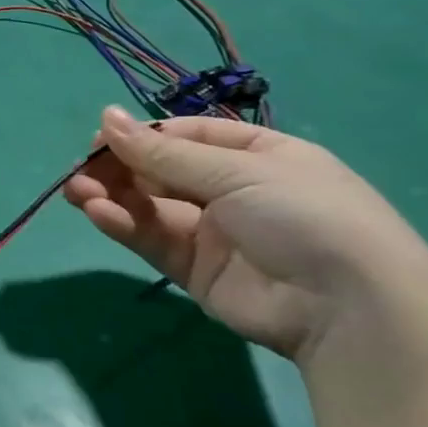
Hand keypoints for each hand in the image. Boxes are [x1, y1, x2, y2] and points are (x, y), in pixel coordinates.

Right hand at [66, 106, 427, 362]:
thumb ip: (163, 152)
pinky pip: (152, 238)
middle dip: (119, 166)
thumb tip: (106, 116)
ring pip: (149, 205)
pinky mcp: (194, 270)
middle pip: (161, 170)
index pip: (186, 135)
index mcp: (257, 155)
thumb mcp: (237, 171)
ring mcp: (213, 232)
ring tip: (77, 191)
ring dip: (111, 194)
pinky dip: (122, 223)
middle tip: (81, 168)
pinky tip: (97, 212)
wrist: (350, 310)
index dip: (143, 135)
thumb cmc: (305, 216)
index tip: (101, 137)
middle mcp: (233, 190)